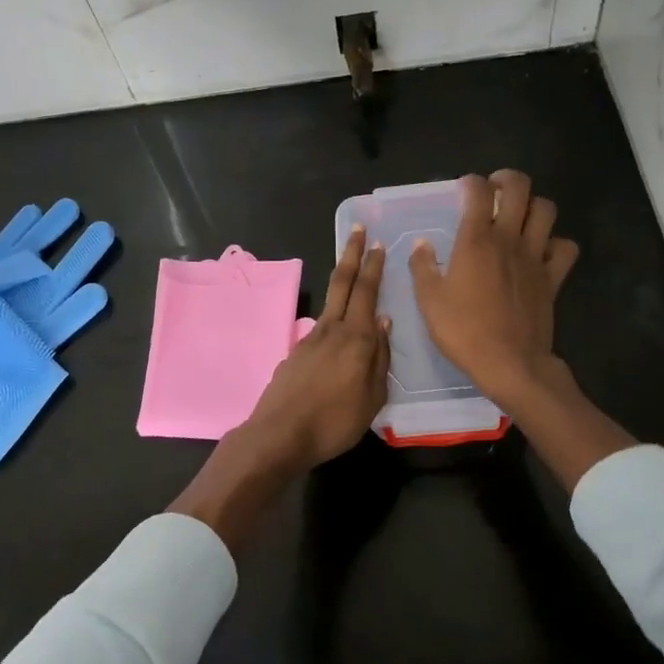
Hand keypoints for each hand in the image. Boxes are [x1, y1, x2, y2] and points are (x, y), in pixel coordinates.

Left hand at [171, 228, 388, 552]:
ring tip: (352, 272)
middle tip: (357, 229)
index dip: (373, 266)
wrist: (279, 435)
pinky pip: (321, 328)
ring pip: (330, 303)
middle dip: (351, 254)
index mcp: (355, 337)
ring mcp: (309, 339)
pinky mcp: (295, 353)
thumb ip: (380, 358)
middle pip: (342, 283)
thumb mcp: (373, 397)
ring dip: (342, 282)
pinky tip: (338, 333)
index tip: (376, 242)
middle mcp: (331, 329)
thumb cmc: (335, 420)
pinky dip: (333, 317)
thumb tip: (383, 322)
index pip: (366, 292)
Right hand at [410, 170, 578, 409]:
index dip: (470, 182)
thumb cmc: (463, 331)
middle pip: (519, 188)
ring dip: (533, 205)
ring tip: (519, 216)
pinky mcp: (553, 277)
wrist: (510, 363)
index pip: (478, 191)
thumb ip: (422, 266)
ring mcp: (536, 257)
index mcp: (476, 240)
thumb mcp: (429, 300)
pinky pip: (565, 247)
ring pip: (546, 210)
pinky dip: (556, 242)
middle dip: (507, 179)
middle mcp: (509, 239)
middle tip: (495, 192)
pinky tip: (542, 250)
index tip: (462, 190)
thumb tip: (421, 244)